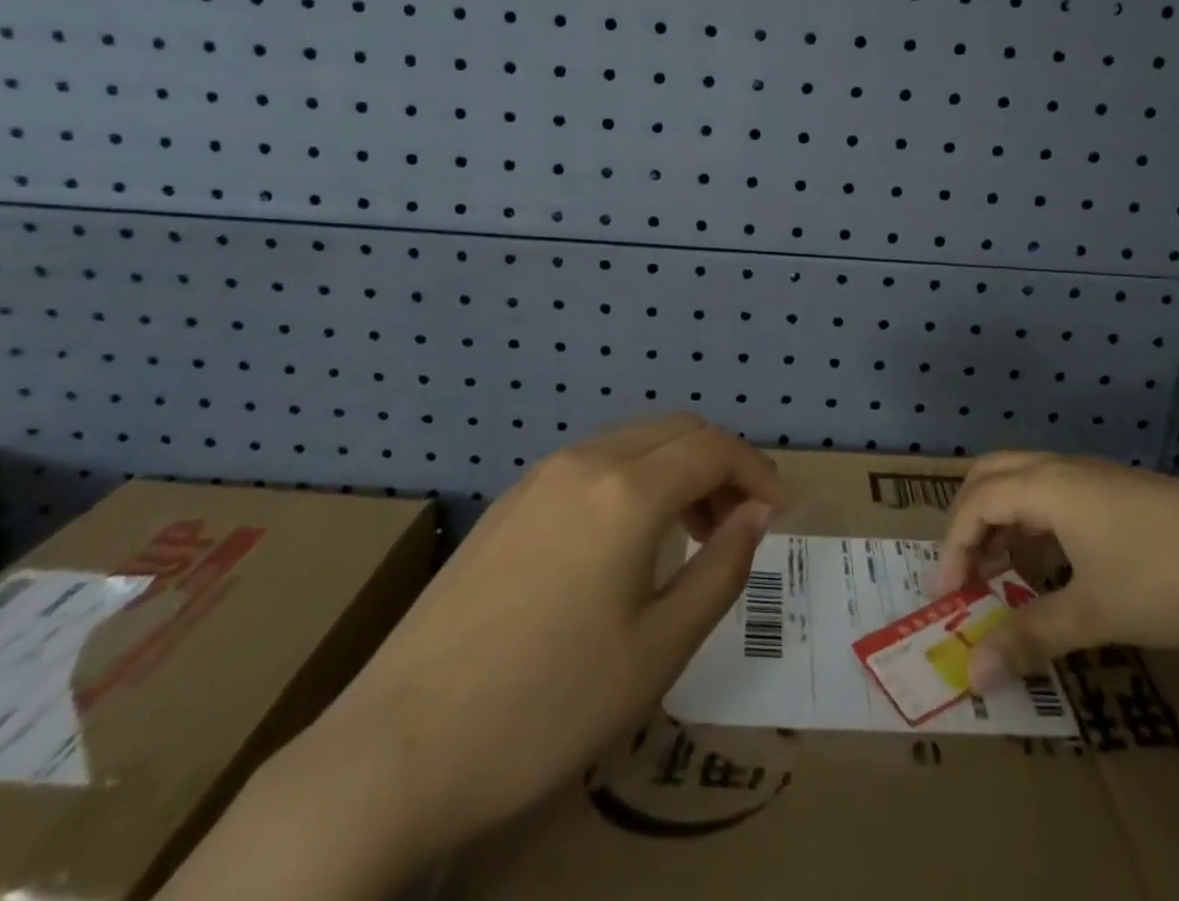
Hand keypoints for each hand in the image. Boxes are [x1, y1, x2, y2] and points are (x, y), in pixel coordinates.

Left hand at [281, 414, 784, 869]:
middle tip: (741, 524)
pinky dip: (635, 479)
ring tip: (691, 534)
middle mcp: (585, 460)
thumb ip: (721, 569)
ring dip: (678, 469)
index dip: (759, 472)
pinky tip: (627, 541)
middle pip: (677, 429)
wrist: (396, 749)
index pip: (715, 448)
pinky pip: (594, 463)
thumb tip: (757, 516)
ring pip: (634, 441)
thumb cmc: (546, 705)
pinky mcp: (511, 500)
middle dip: (722, 464)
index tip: (782, 513)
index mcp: (627, 490)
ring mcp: (540, 475)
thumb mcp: (657, 650)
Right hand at [932, 452, 1178, 689]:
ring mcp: (1094, 476)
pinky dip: (1035, 521)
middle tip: (964, 570)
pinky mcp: (1120, 491)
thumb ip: (1031, 637)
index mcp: (1046, 486)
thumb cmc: (1169, 576)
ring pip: (1024, 480)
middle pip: (990, 474)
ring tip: (1006, 571)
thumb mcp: (1096, 613)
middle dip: (967, 519)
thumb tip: (973, 672)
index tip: (947, 598)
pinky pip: (1055, 493)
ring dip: (1002, 519)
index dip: (952, 547)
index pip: (975, 503)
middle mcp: (1061, 469)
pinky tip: (1057, 565)